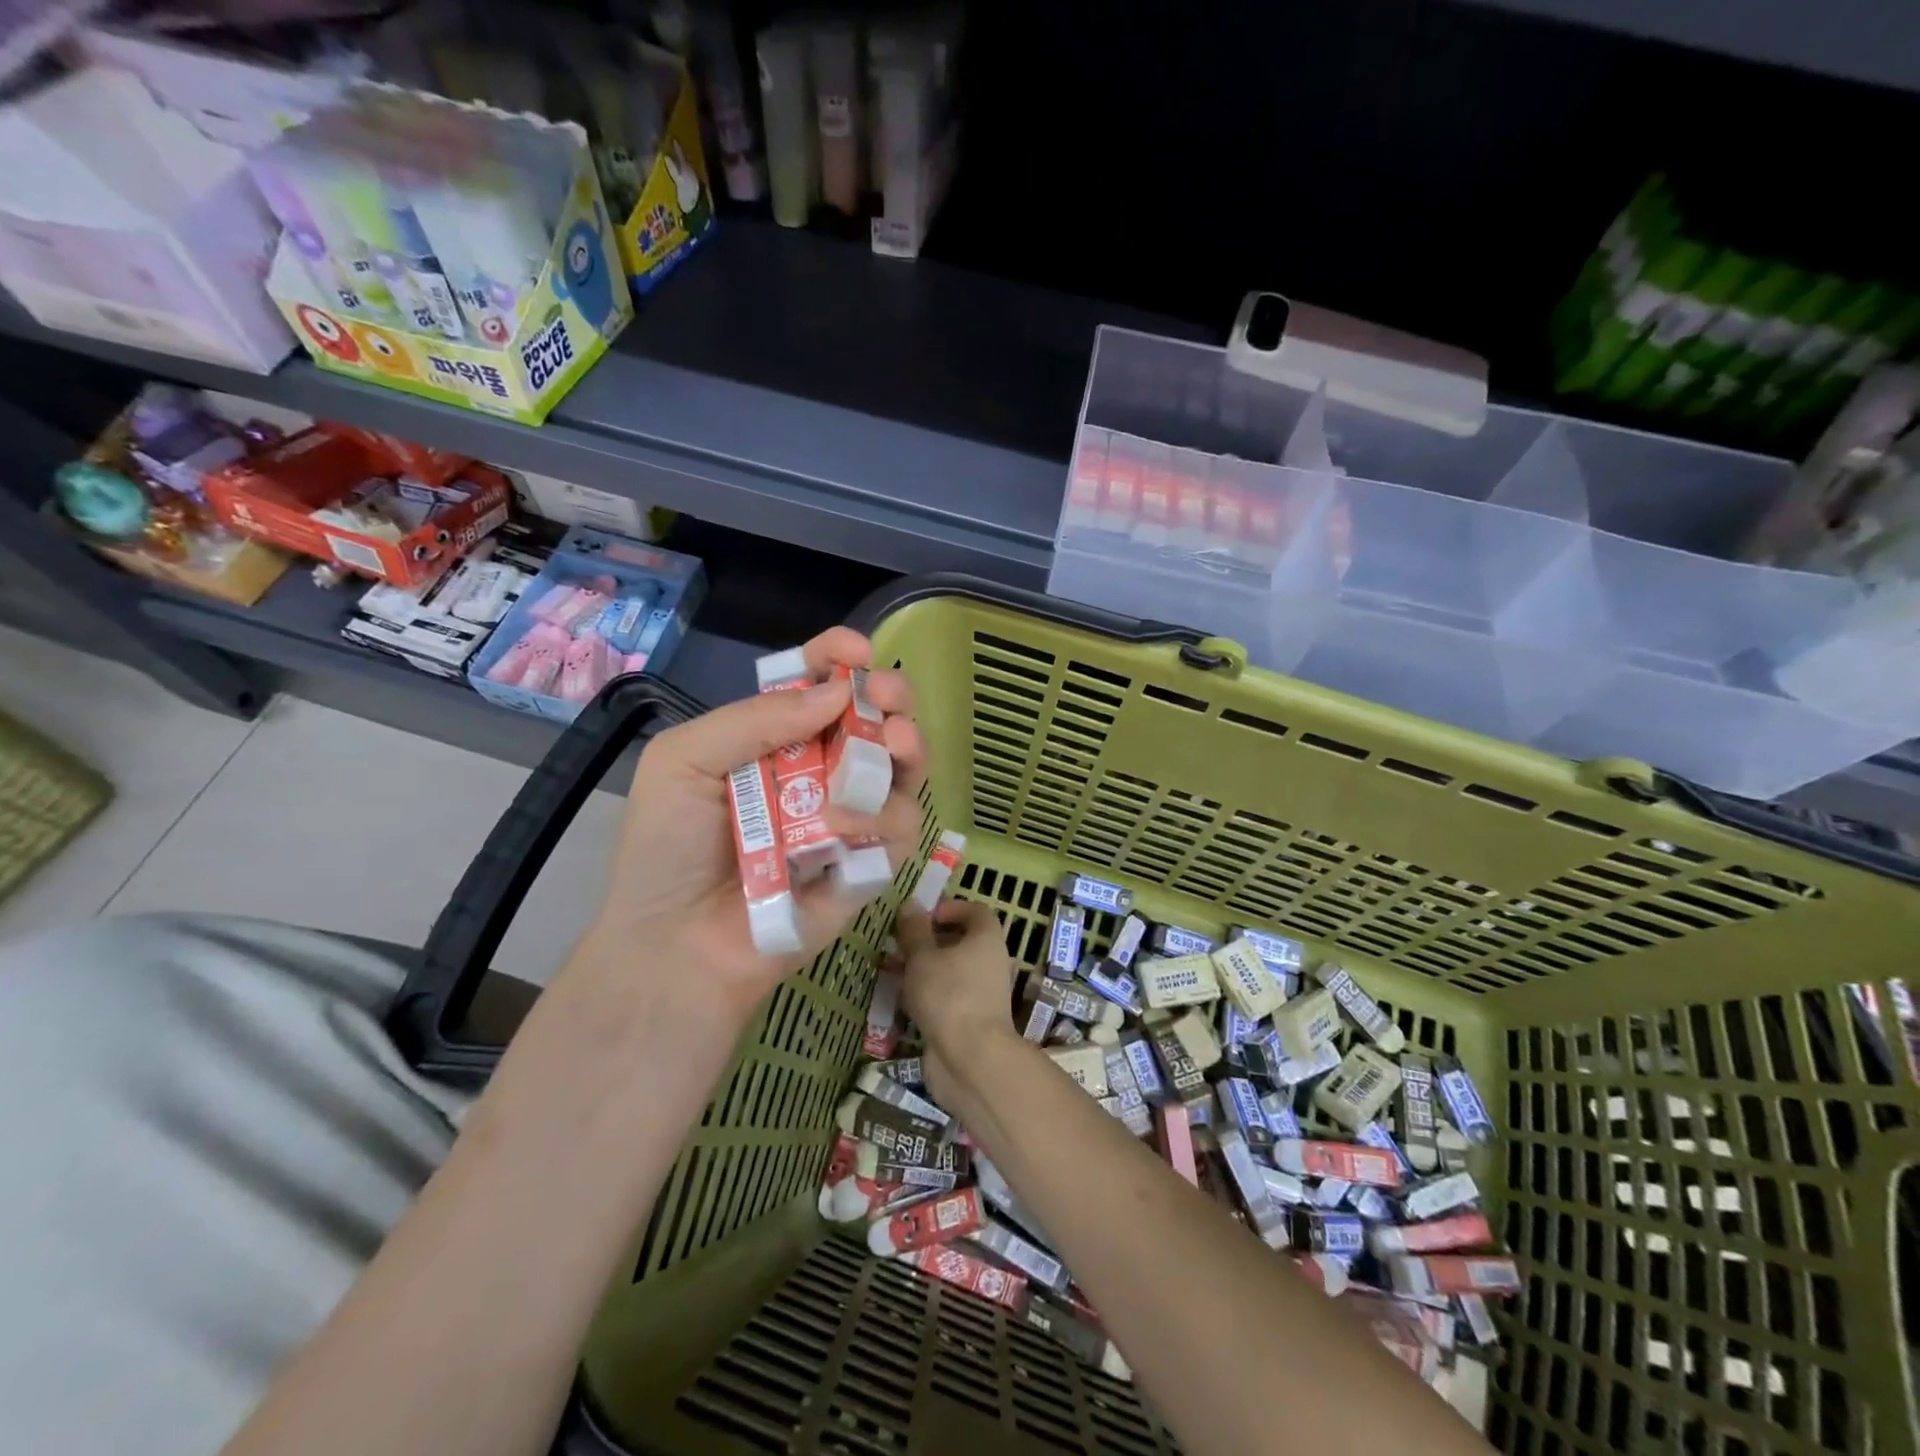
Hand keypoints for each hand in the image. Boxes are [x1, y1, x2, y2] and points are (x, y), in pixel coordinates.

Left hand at [578, 627, 923, 1021]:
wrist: (675, 945)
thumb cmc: (666, 849)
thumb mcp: (684, 762)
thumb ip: (755, 719)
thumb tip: (836, 693)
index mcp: (773, 740)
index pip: (816, 686)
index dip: (838, 660)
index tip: (856, 654)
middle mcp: (818, 772)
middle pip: (873, 721)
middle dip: (891, 699)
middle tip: (890, 699)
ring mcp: (847, 818)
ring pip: (902, 771)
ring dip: (904, 750)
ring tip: (893, 744)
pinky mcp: (868, 865)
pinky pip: (902, 830)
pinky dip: (886, 817)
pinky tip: (844, 824)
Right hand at [895, 899, 1023, 1110]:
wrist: (972, 1059)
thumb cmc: (949, 995)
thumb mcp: (923, 957)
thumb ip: (915, 930)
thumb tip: (911, 905)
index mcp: (987, 938)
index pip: (975, 911)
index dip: (949, 908)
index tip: (922, 917)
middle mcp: (991, 961)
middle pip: (962, 941)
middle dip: (930, 940)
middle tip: (901, 945)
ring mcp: (984, 993)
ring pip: (953, 970)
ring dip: (926, 969)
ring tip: (895, 972)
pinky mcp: (973, 1019)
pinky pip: (950, 996)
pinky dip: (930, 994)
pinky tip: (904, 1002)